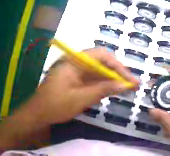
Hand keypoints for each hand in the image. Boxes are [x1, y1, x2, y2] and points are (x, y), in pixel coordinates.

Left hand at [23, 47, 139, 124]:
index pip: (101, 55)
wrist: (37, 114)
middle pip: (101, 62)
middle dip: (118, 72)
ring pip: (98, 71)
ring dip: (112, 79)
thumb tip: (124, 85)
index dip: (118, 65)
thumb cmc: (55, 105)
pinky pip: (93, 79)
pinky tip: (114, 90)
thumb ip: (103, 90)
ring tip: (128, 87)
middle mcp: (75, 63)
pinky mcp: (75, 80)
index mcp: (73, 61)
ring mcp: (75, 71)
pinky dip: (104, 84)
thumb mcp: (80, 99)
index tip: (129, 78)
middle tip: (133, 83)